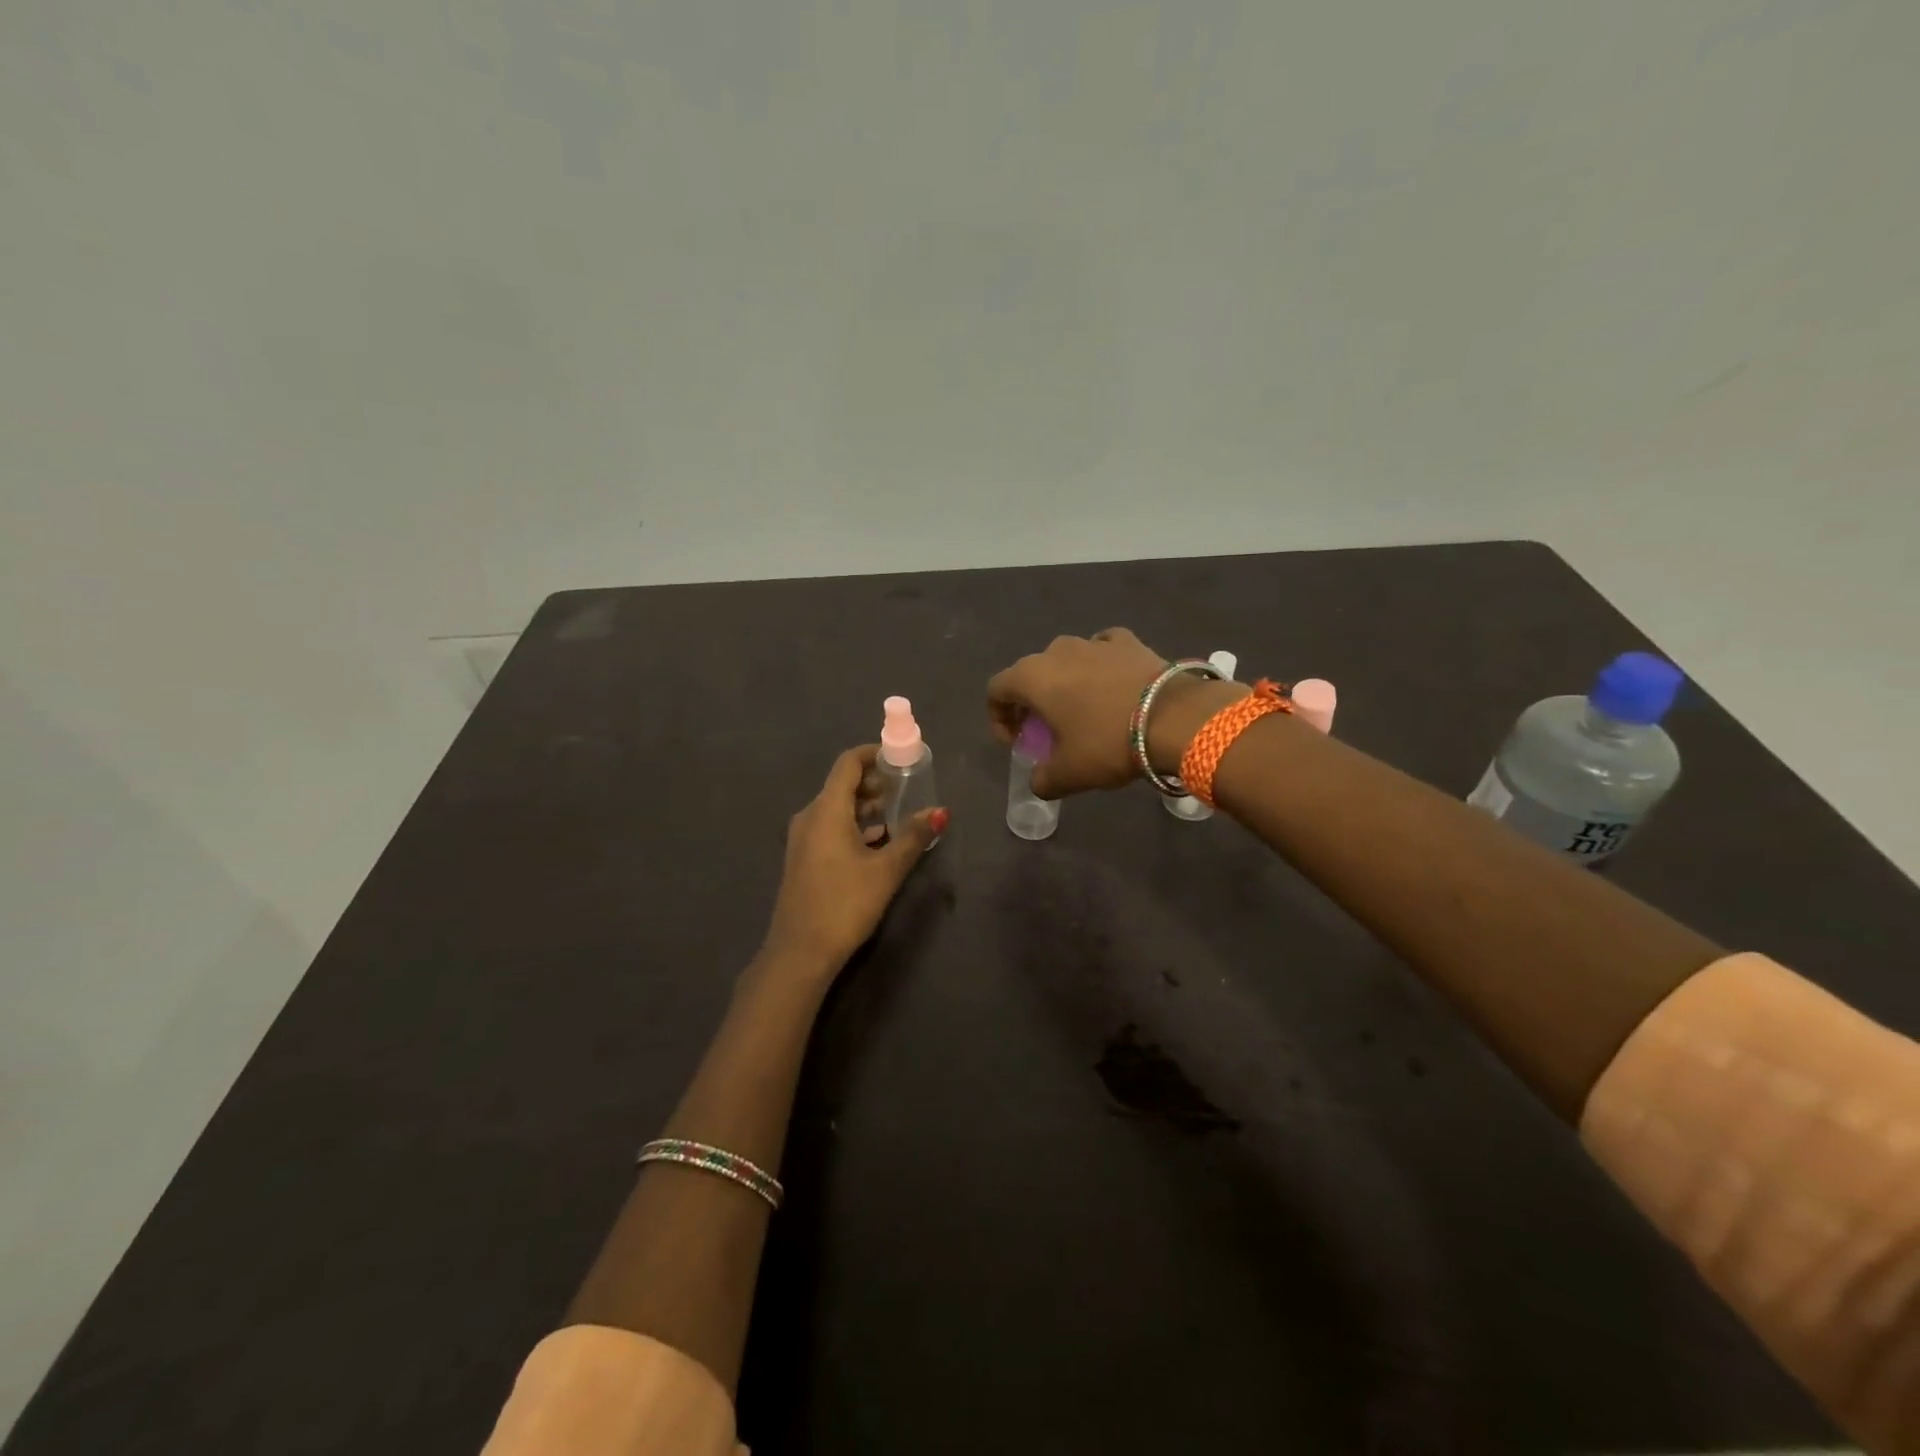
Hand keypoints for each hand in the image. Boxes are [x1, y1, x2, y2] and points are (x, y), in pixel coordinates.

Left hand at [762, 745, 947, 970]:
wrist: (800, 952)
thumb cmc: (845, 903)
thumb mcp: (886, 869)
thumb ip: (913, 836)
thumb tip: (940, 811)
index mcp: (826, 809)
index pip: (848, 763)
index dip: (874, 754)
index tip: (902, 758)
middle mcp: (810, 816)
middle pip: (842, 784)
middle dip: (875, 782)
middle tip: (907, 788)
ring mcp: (804, 839)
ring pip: (837, 808)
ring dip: (867, 806)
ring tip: (899, 814)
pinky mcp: (804, 859)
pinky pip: (831, 828)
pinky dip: (855, 826)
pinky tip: (879, 842)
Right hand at [986, 628, 1245, 797]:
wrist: (1174, 718)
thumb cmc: (1107, 743)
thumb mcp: (1068, 774)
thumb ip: (1042, 779)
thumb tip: (1039, 782)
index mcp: (1032, 677)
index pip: (996, 690)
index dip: (998, 717)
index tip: (1016, 742)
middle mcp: (1057, 651)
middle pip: (1030, 674)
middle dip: (1031, 702)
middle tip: (1045, 730)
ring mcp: (1094, 642)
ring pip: (1066, 660)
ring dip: (1065, 683)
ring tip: (1081, 710)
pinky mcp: (1128, 642)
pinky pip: (1101, 651)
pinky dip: (1098, 666)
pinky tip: (1110, 685)